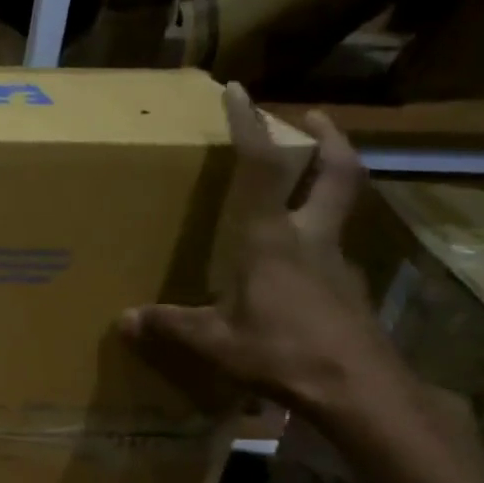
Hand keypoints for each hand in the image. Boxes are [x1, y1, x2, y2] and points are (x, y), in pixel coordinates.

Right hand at [119, 83, 404, 419]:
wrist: (360, 391)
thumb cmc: (282, 352)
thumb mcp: (215, 341)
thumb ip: (170, 325)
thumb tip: (124, 321)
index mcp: (271, 239)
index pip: (263, 168)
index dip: (250, 127)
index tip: (240, 91)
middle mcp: (311, 240)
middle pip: (335, 174)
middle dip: (327, 140)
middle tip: (313, 119)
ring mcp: (337, 265)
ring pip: (339, 211)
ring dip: (327, 187)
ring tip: (302, 189)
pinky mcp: (348, 293)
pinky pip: (331, 253)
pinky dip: (317, 242)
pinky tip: (295, 269)